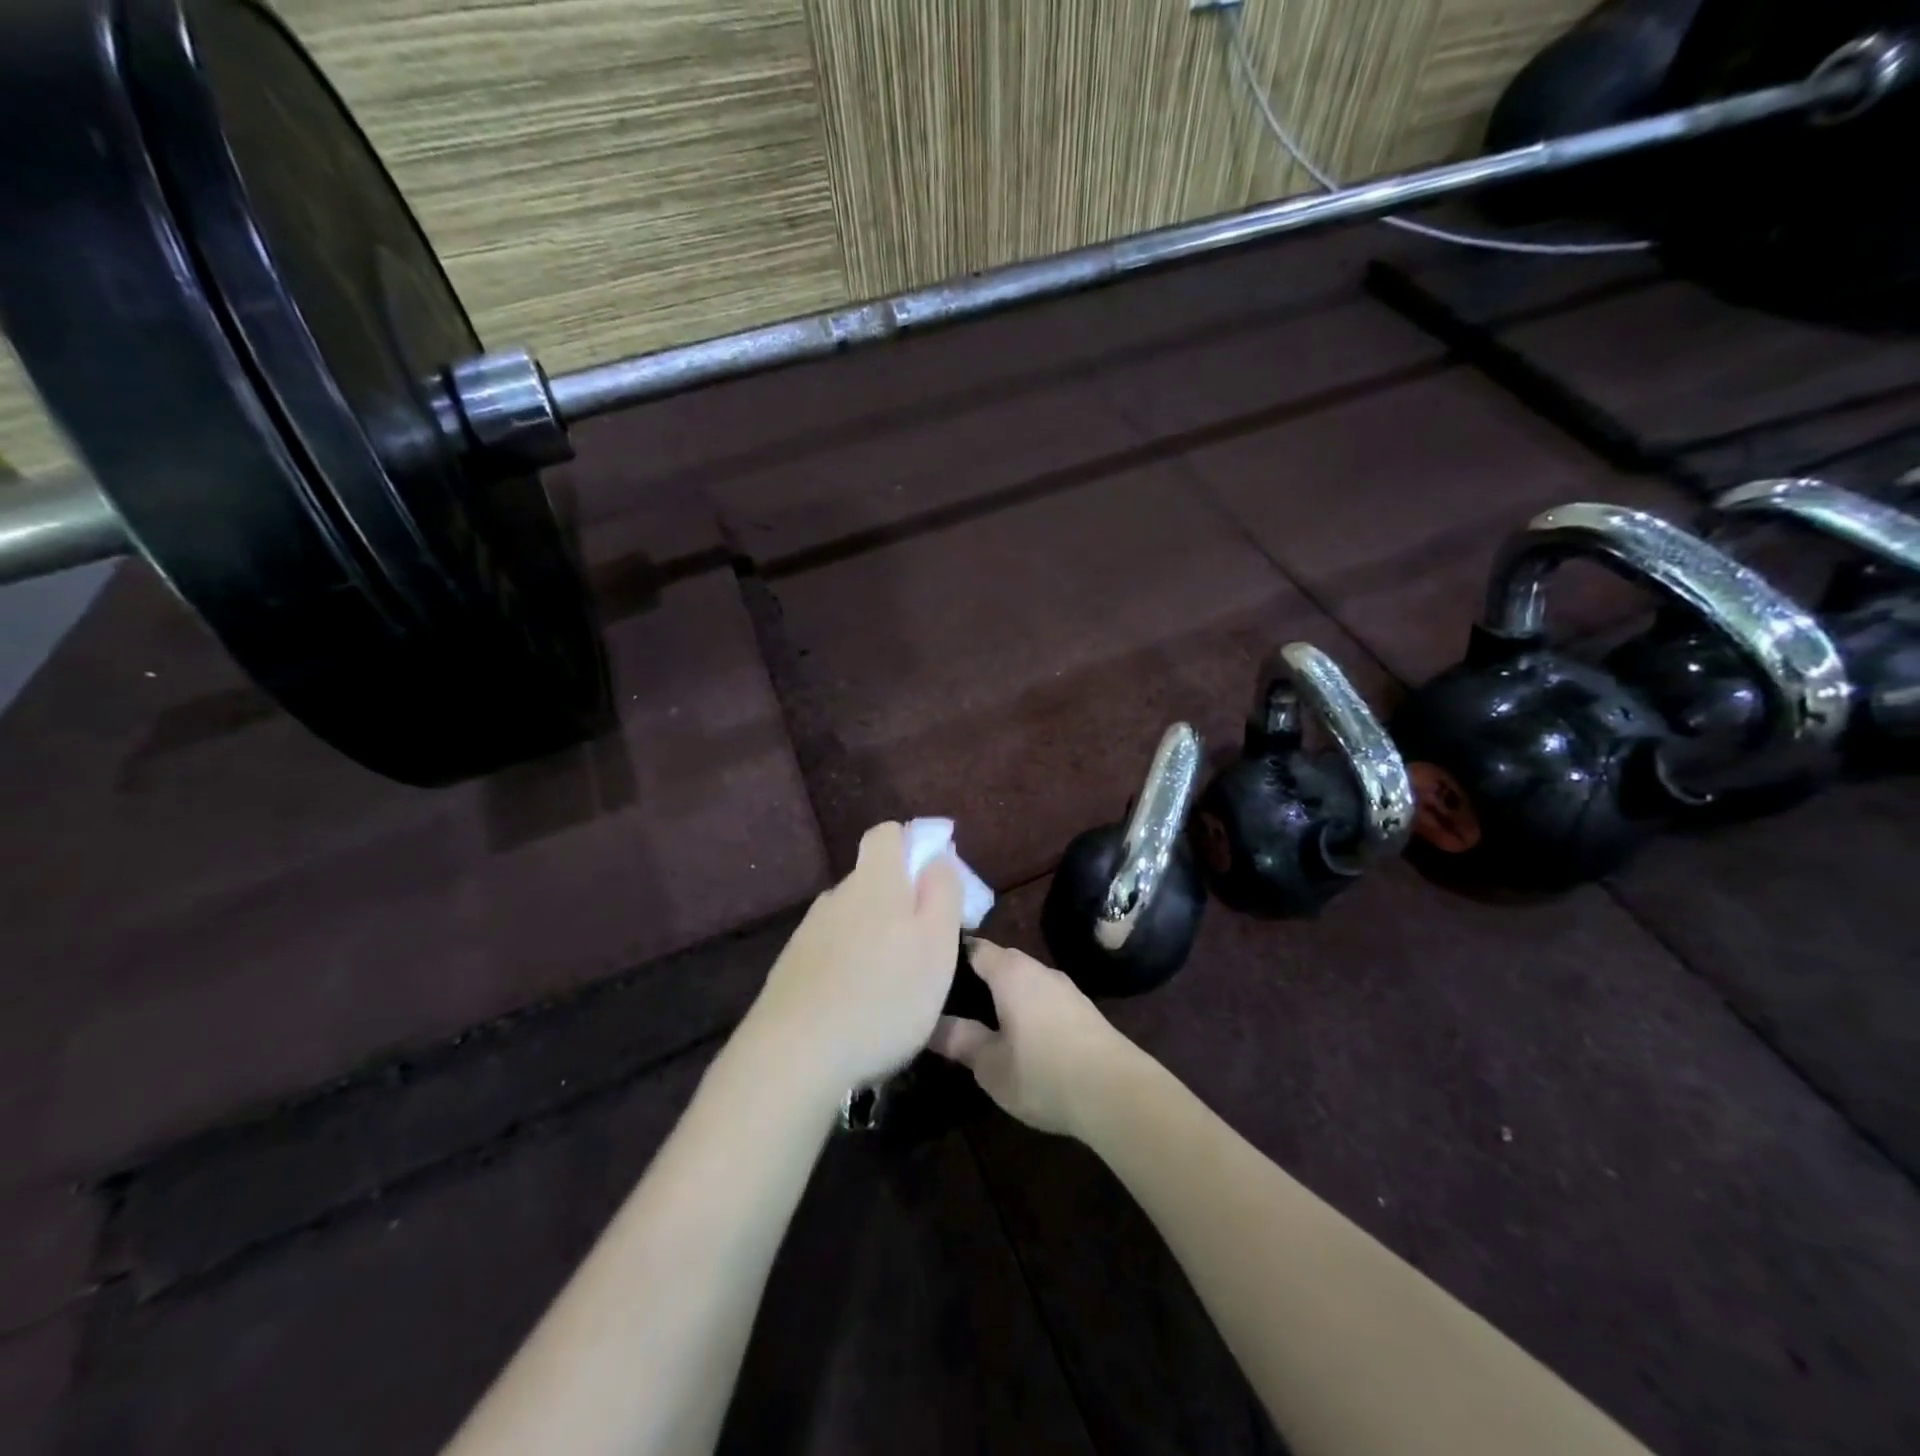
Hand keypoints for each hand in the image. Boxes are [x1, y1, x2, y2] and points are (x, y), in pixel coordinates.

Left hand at [747, 822, 964, 1096]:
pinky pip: (831, 951)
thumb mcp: (937, 944)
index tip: (935, 882)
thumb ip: (943, 892)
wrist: (794, 1057)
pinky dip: (850, 966)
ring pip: (852, 918)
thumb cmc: (884, 997)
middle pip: (873, 879)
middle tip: (925, 947)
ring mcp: (808, 932)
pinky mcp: (791, 968)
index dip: (914, 846)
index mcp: (875, 882)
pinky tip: (859, 1006)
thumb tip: (938, 857)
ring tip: (893, 986)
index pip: (888, 833)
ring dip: (875, 937)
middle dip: (901, 901)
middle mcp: (837, 896)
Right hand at [929, 939, 1142, 1136]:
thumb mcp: (990, 1064)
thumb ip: (959, 1040)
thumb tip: (930, 1025)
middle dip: (976, 979)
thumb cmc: (1043, 1073)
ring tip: (981, 1021)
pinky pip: (1043, 999)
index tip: (930, 973)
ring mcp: (1066, 989)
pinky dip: (1026, 1009)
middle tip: (950, 1003)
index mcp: (1011, 972)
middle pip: (1000, 963)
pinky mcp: (1083, 1010)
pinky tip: (1020, 1037)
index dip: (951, 957)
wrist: (1117, 1093)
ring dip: (1004, 996)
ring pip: (1024, 982)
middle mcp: (1039, 970)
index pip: (974, 948)